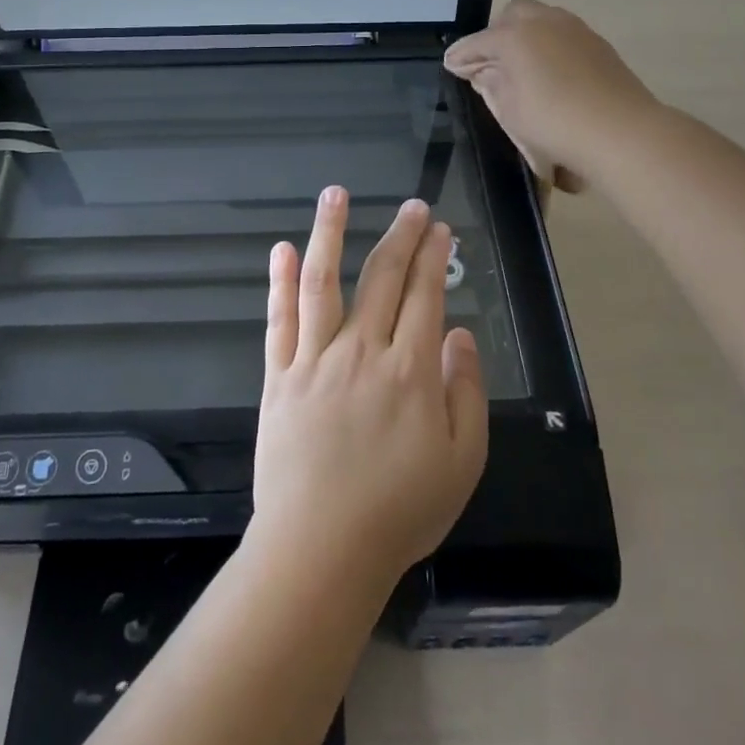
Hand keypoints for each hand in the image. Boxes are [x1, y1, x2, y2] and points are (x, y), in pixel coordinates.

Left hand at [251, 188, 487, 591]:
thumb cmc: (399, 511)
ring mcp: (315, 359)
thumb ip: (466, 393)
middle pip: (382, 278)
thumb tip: (459, 335)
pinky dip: (280, 282)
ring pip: (323, 282)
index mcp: (410, 370)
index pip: (425, 295)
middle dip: (400, 235)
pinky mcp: (279, 376)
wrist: (321, 550)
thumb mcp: (461, 463)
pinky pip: (279, 320)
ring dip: (330, 233)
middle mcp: (362, 351)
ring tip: (335, 194)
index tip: (439, 228)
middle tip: (411, 206)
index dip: (433, 257)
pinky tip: (283, 249)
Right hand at [444, 0, 657, 192]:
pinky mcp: (598, 43)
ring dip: (527, 36)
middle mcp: (543, 21)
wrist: (621, 131)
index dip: (462, 56)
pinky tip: (552, 73)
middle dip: (497, 34)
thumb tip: (485, 72)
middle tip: (491, 62)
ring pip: (542, 19)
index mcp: (513, 35)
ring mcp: (575, 29)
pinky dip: (550, 46)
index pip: (477, 42)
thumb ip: (492, 85)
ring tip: (522, 67)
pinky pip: (564, 35)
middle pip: (512, 14)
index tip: (452, 66)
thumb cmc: (553, 122)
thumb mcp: (509, 110)